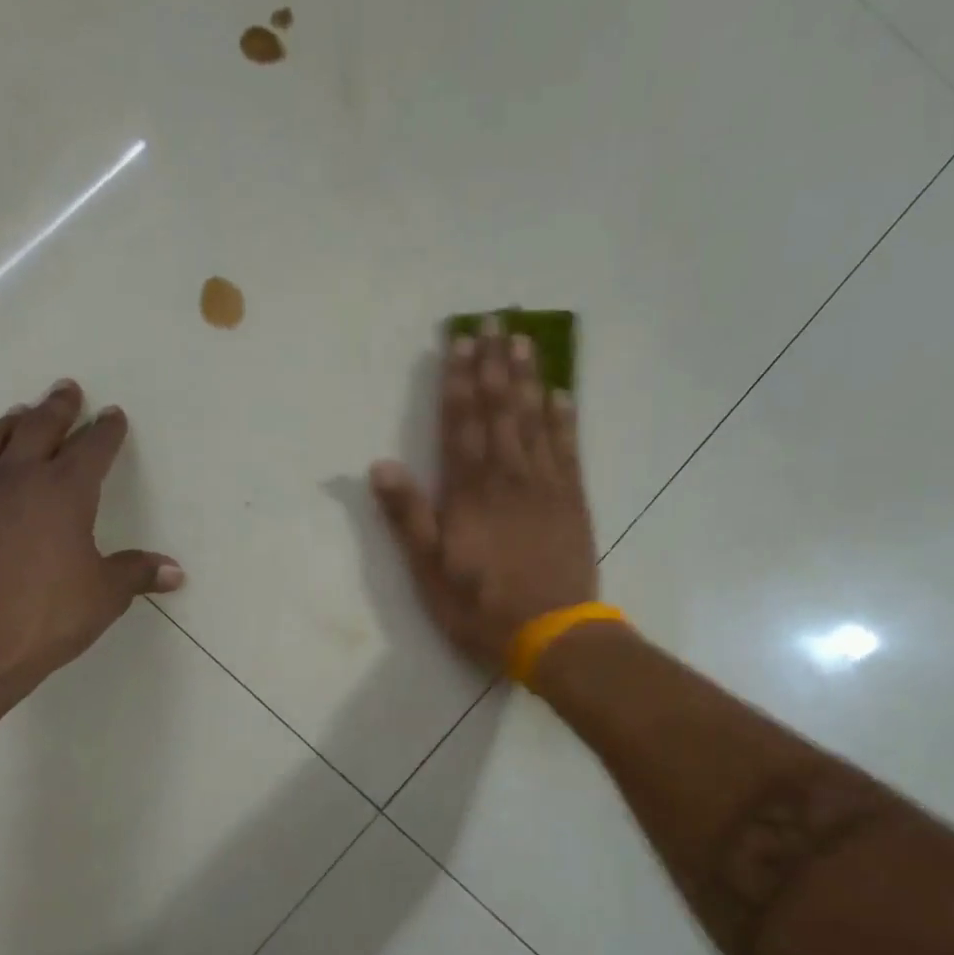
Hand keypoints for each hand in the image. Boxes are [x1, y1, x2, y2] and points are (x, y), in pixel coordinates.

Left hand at [0, 381, 181, 699]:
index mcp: (64, 492)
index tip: (113, 415)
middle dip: (59, 408)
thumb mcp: (105, 595)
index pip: (91, 449)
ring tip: (24, 412)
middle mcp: (18, 479)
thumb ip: (137, 573)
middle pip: (39, 427)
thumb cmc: (49, 616)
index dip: (106, 431)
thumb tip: (175, 572)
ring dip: (15, 420)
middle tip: (68, 389)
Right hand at [370, 318, 598, 670]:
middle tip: (496, 320)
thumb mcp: (429, 572)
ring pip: (534, 420)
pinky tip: (562, 393)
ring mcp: (545, 486)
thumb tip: (380, 465)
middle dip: (494, 365)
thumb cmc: (481, 607)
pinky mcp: (573, 501)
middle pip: (499, 411)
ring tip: (524, 342)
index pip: (461, 424)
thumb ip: (408, 517)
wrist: (552, 633)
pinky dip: (564, 418)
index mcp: (469, 492)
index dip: (459, 381)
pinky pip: (568, 448)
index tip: (461, 341)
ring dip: (528, 379)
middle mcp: (508, 477)